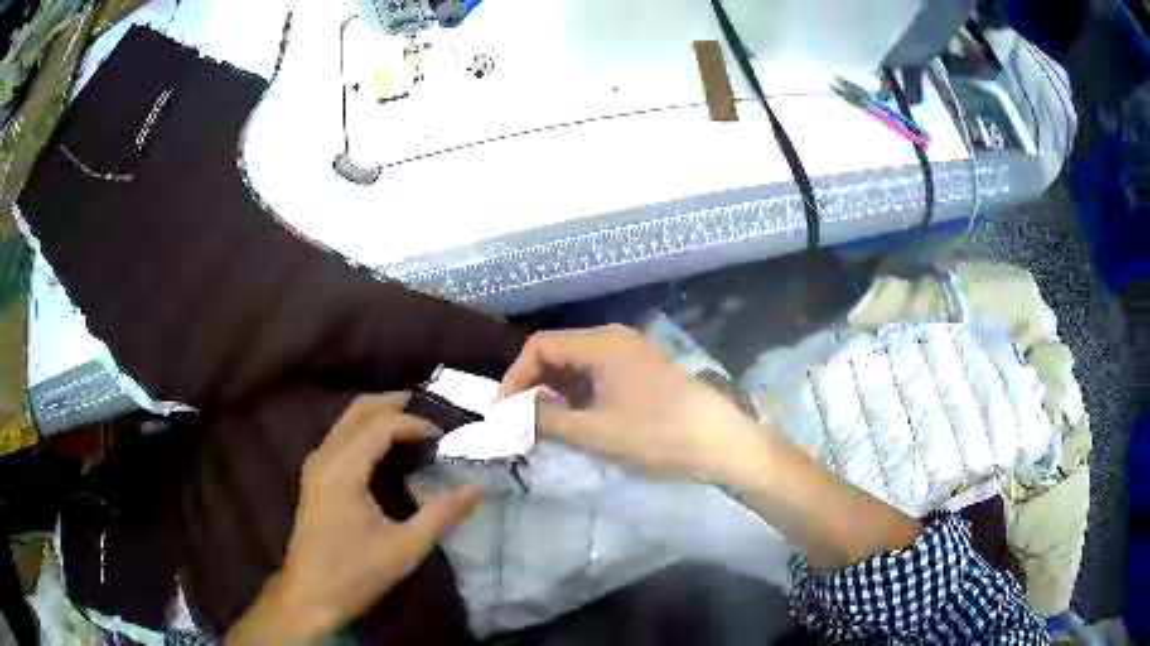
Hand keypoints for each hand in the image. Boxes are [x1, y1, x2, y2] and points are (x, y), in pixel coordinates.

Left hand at [225, 394, 483, 644]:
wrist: (310, 595)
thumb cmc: (356, 574)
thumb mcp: (405, 548)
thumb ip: (442, 514)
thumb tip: (479, 487)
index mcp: (343, 471)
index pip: (381, 425)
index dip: (415, 423)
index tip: (445, 438)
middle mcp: (325, 457)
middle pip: (359, 410)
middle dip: (395, 404)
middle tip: (432, 413)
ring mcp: (315, 465)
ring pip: (347, 421)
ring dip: (380, 415)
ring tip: (415, 427)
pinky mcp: (314, 476)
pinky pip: (341, 436)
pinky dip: (366, 430)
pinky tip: (387, 448)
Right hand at [502, 325, 770, 484]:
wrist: (721, 442)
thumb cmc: (657, 435)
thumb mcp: (595, 433)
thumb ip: (546, 420)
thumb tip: (513, 413)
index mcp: (601, 343)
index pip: (539, 346)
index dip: (515, 376)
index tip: (505, 412)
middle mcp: (613, 339)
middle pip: (557, 353)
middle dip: (533, 385)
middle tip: (521, 422)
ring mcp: (631, 355)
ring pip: (577, 366)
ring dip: (555, 393)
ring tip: (545, 427)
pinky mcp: (642, 372)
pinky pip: (597, 376)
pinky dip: (579, 396)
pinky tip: (577, 422)